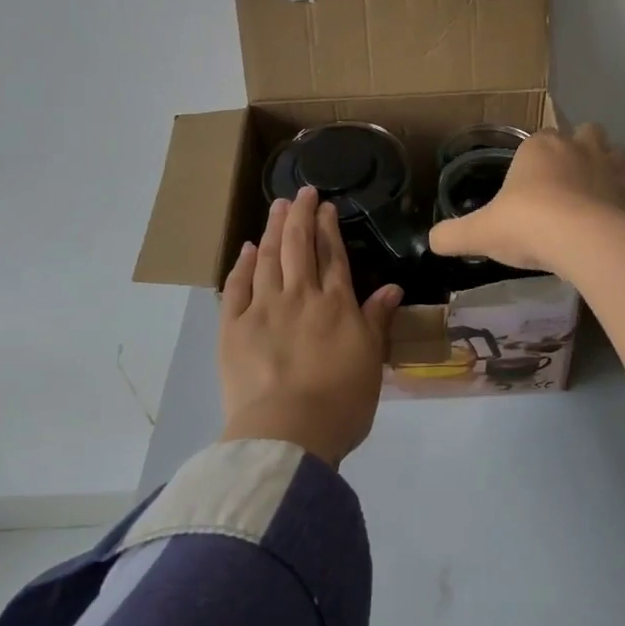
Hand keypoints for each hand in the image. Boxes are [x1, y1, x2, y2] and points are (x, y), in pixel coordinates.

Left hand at [219, 186, 403, 465]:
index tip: (326, 206)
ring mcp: (262, 309)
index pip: (333, 256)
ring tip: (277, 206)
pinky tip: (247, 249)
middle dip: (301, 215)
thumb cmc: (341, 401)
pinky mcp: (232, 328)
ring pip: (268, 258)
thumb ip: (377, 319)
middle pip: (299, 246)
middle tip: (302, 192)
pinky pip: (236, 287)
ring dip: (273, 229)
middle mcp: (299, 296)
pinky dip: (243, 265)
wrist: (287, 433)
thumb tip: (392, 286)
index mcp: (335, 304)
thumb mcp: (371, 360)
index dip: (329, 228)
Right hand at [427, 124, 624, 272]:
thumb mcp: (480, 233)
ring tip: (592, 198)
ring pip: (615, 154)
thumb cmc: (527, 224)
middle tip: (565, 184)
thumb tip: (432, 241)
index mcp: (540, 146)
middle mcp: (579, 147)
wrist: (583, 241)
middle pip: (585, 133)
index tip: (528, 186)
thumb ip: (454, 235)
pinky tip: (613, 219)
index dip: (534, 158)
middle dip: (578, 150)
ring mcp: (612, 167)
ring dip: (606, 169)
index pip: (538, 138)